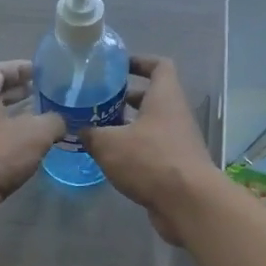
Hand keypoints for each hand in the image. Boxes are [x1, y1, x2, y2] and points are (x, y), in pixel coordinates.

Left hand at [0, 61, 65, 250]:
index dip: (21, 67)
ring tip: (47, 120)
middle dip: (22, 92)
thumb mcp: (35, 133)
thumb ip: (54, 121)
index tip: (43, 70)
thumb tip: (64, 120)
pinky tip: (34, 149)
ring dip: (20, 118)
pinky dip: (14, 140)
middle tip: (49, 94)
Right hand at [81, 56, 214, 245]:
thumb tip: (78, 129)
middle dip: (124, 98)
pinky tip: (109, 158)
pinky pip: (151, 148)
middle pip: (151, 97)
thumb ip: (91, 133)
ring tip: (97, 129)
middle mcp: (174, 114)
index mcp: (165, 96)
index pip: (159, 65)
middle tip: (97, 100)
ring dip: (126, 125)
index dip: (140, 61)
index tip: (117, 66)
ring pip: (149, 124)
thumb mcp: (109, 143)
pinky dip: (132, 149)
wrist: (188, 203)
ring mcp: (177, 141)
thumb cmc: (150, 160)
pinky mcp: (175, 165)